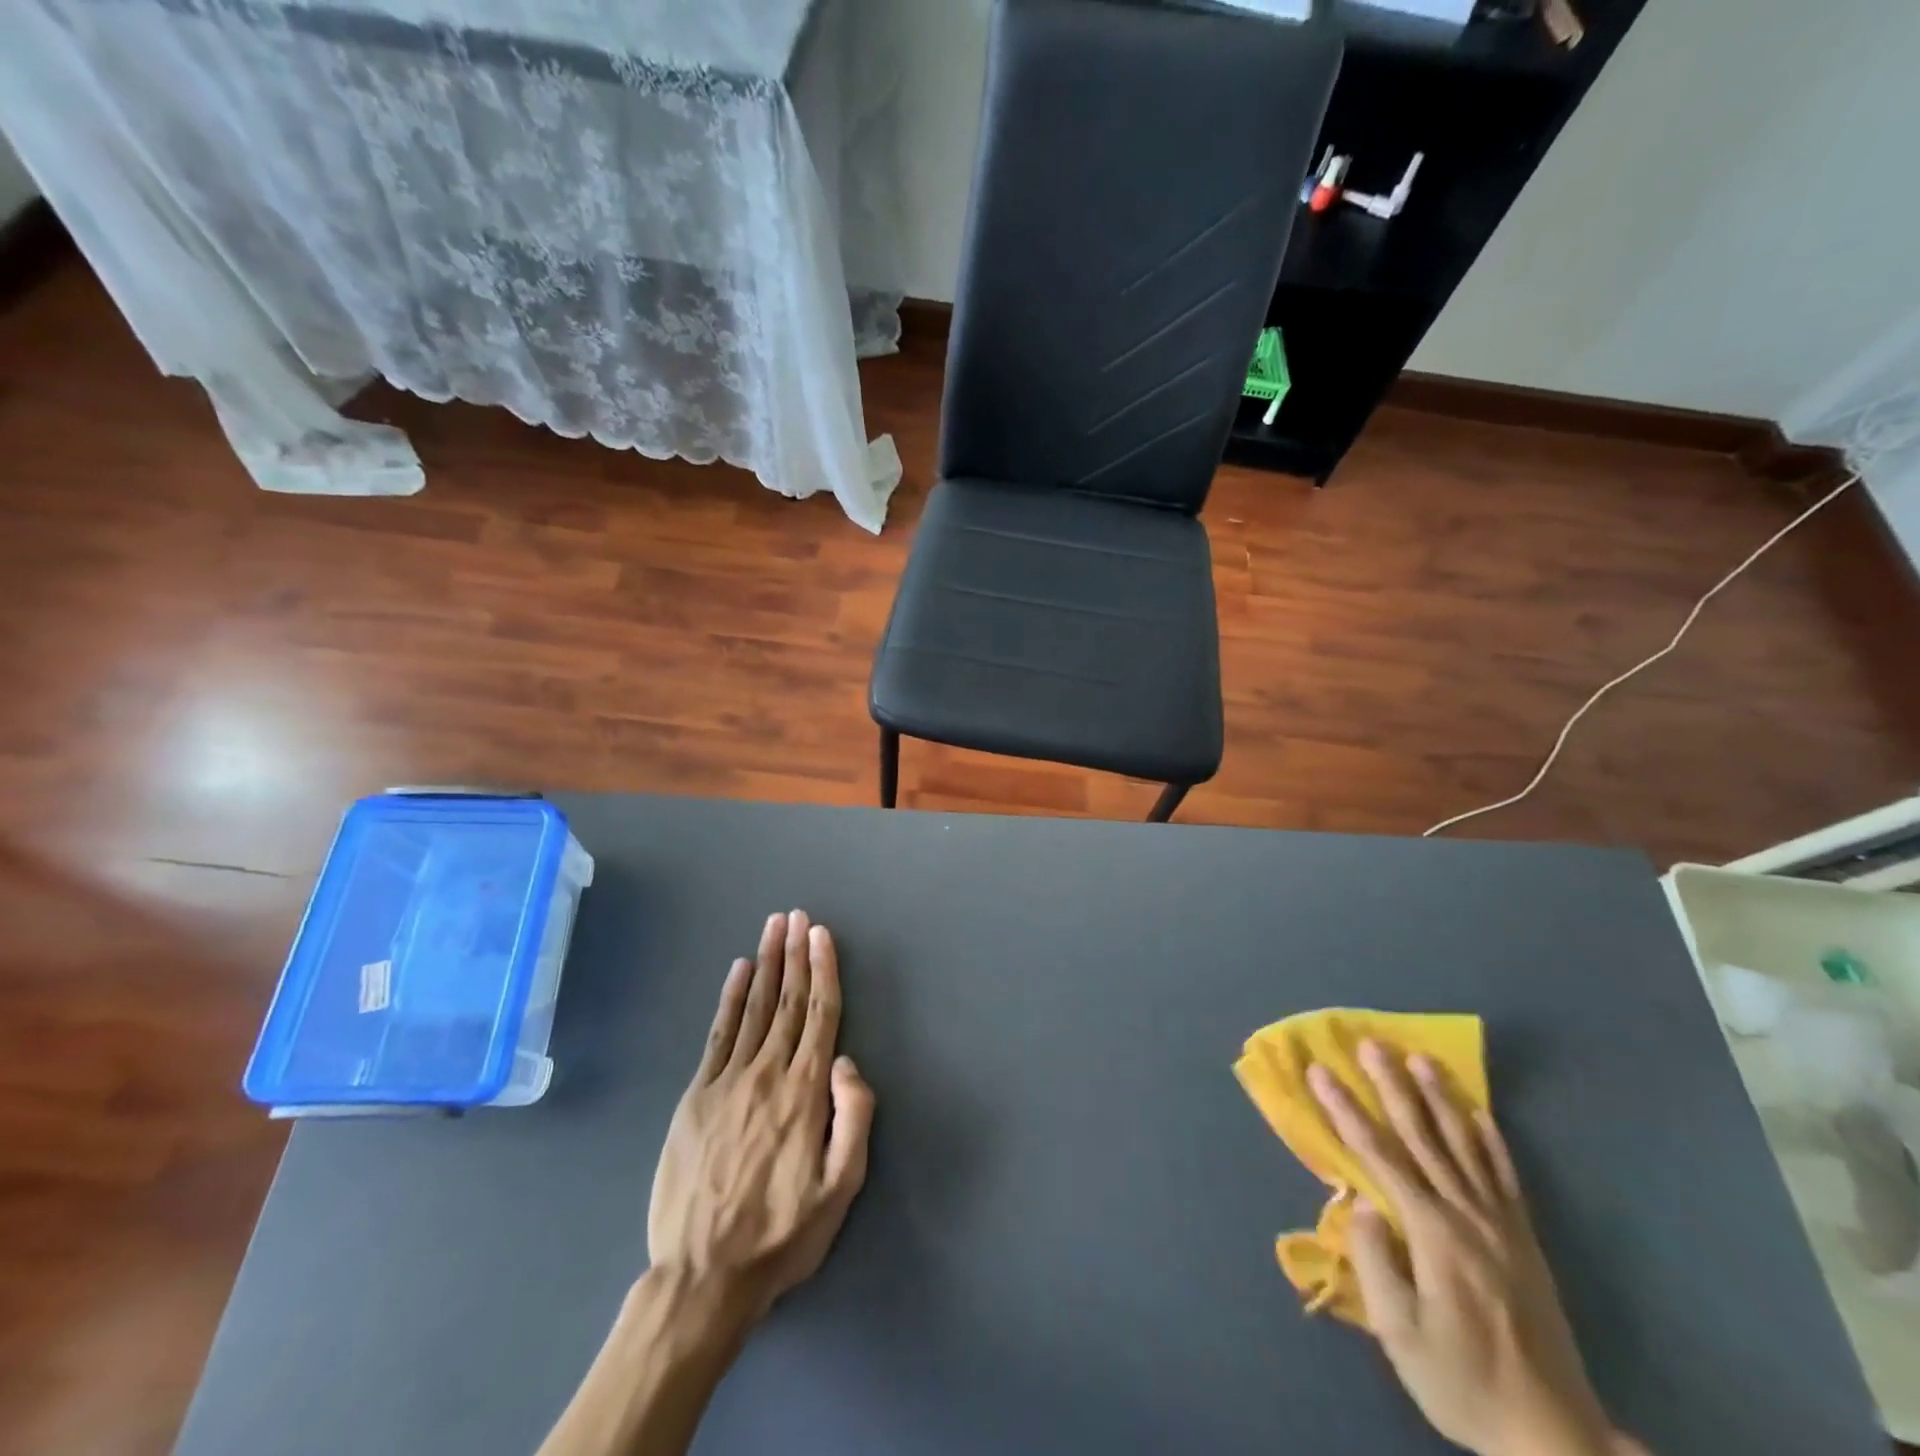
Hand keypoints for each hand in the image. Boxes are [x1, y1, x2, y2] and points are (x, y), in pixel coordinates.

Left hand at [647, 910, 874, 1324]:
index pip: (820, 1015)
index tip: (821, 935)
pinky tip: (738, 971)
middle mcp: (768, 1074)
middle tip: (797, 915)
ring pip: (754, 1008)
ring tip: (773, 927)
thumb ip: (855, 1118)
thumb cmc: (783, 1235)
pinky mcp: (696, 1096)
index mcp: (805, 1093)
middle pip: (787, 1001)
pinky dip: (730, 998)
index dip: (822, 971)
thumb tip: (847, 1061)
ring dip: (766, 963)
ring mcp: (727, 1081)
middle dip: (794, 954)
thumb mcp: (842, 1189)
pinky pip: (718, 1034)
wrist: (702, 1277)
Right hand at [1309, 1042, 1642, 1455]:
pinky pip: (1506, 1176)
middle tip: (1371, 1043)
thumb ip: (1375, 1261)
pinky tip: (1479, 1113)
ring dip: (1440, 1098)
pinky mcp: (1525, 1241)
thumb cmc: (1462, 1382)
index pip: (1379, 1156)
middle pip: (1423, 1137)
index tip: (1320, 1072)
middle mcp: (1468, 1216)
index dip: (1346, 1110)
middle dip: (1392, 1086)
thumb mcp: (1400, 1334)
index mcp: (1433, 1234)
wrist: (1555, 1440)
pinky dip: (1491, 1139)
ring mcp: (1502, 1226)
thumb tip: (1362, 1204)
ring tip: (1421, 1059)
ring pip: (1465, 1145)